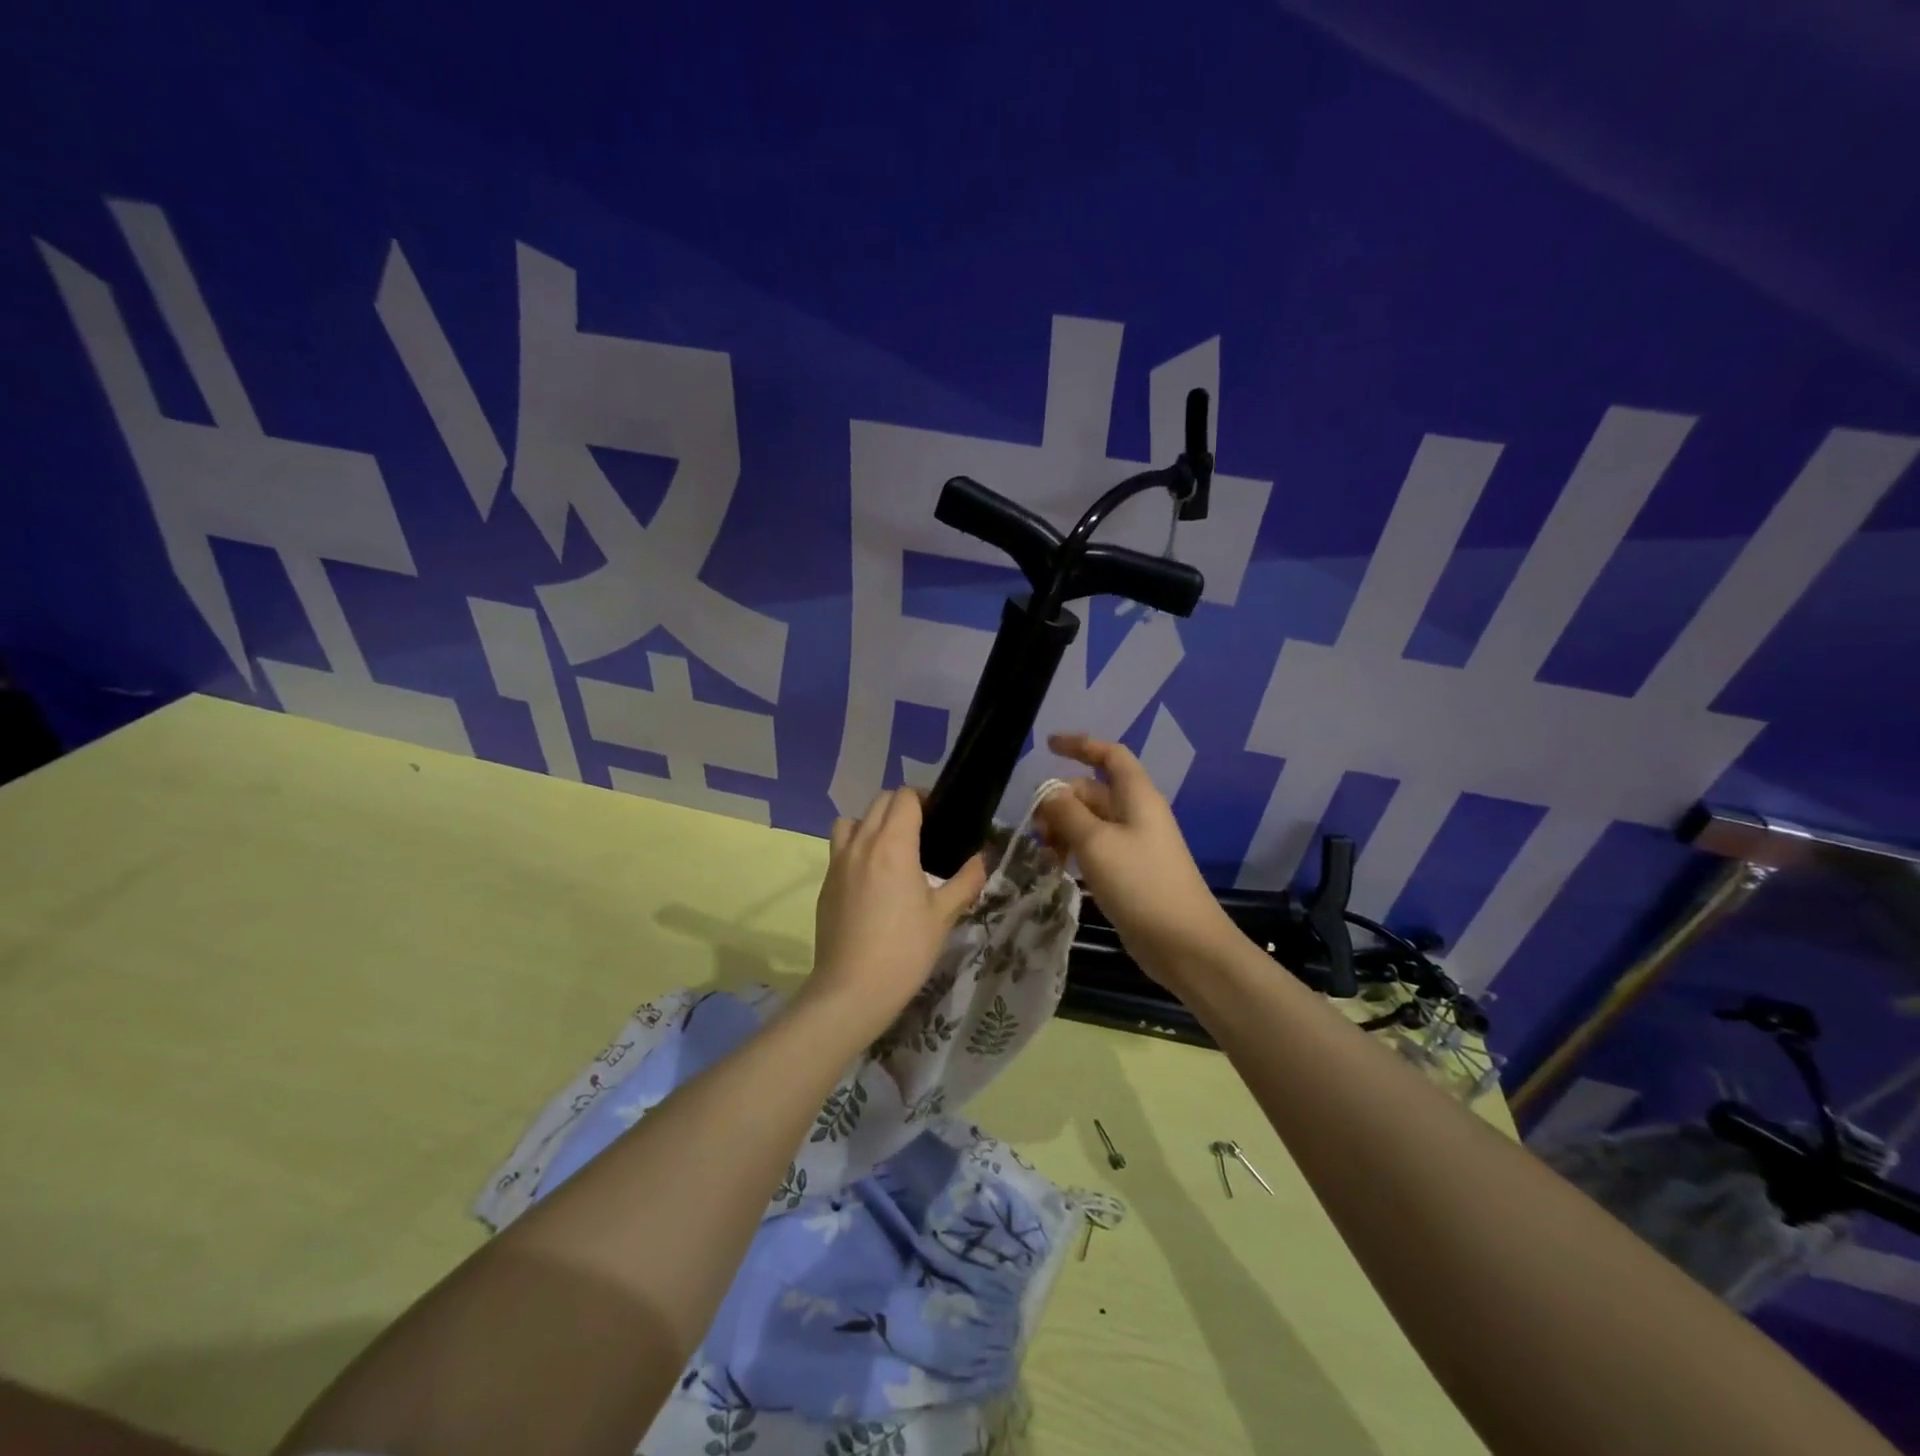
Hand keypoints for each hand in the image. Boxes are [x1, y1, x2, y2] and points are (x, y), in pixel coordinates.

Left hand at [807, 789, 987, 1036]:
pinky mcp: (826, 883)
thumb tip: (981, 858)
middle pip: (879, 802)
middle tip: (922, 832)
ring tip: (889, 850)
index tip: (939, 818)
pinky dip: (855, 848)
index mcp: (893, 845)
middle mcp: (862, 843)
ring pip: (852, 821)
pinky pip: (839, 849)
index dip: (924, 799)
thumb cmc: (905, 950)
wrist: (852, 989)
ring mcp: (838, 862)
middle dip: (901, 807)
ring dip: (871, 823)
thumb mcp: (944, 916)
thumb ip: (966, 881)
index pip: (904, 797)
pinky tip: (870, 880)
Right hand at [1034, 733, 1238, 987]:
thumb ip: (1068, 813)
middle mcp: (1137, 814)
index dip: (1081, 745)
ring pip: (1091, 822)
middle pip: (1093, 791)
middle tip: (1036, 828)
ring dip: (1064, 828)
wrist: (1183, 943)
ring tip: (1044, 852)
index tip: (1048, 746)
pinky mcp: (1130, 872)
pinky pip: (1096, 848)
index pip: (1110, 755)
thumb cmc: (1141, 884)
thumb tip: (1049, 794)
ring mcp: (1134, 844)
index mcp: (1137, 796)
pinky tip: (1058, 867)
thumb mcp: (1096, 843)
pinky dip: (1074, 850)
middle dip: (1061, 801)